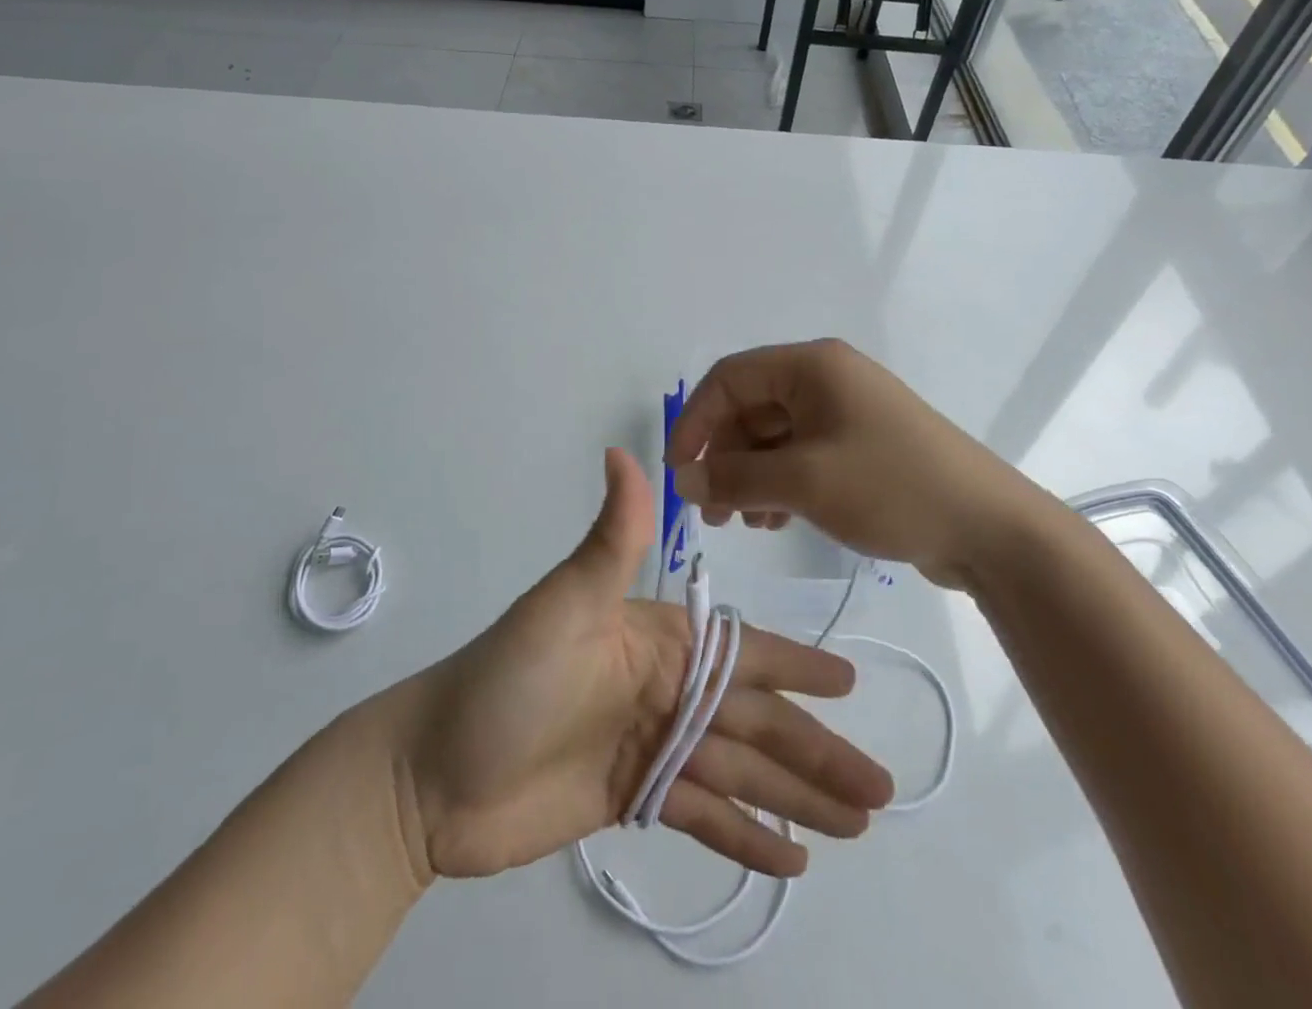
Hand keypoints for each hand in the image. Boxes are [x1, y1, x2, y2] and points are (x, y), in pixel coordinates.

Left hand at [399, 448, 893, 881]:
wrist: (431, 773)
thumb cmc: (507, 679)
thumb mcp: (564, 603)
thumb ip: (611, 537)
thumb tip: (622, 451)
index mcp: (656, 639)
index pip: (741, 653)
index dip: (796, 667)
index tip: (849, 682)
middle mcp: (663, 688)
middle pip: (753, 721)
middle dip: (815, 750)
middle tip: (879, 783)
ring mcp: (650, 745)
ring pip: (740, 771)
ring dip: (796, 796)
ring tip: (856, 822)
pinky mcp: (633, 798)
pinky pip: (704, 817)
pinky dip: (747, 836)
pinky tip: (791, 859)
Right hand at [665, 339, 1054, 589]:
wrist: (990, 529)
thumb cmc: (891, 488)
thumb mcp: (803, 482)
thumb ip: (733, 478)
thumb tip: (683, 479)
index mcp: (812, 367)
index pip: (730, 378)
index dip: (695, 420)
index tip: (680, 471)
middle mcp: (826, 379)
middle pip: (750, 408)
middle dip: (724, 458)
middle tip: (711, 512)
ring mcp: (846, 412)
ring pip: (774, 436)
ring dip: (750, 476)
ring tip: (744, 523)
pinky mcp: (860, 445)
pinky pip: (801, 455)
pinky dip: (780, 483)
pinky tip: (775, 520)